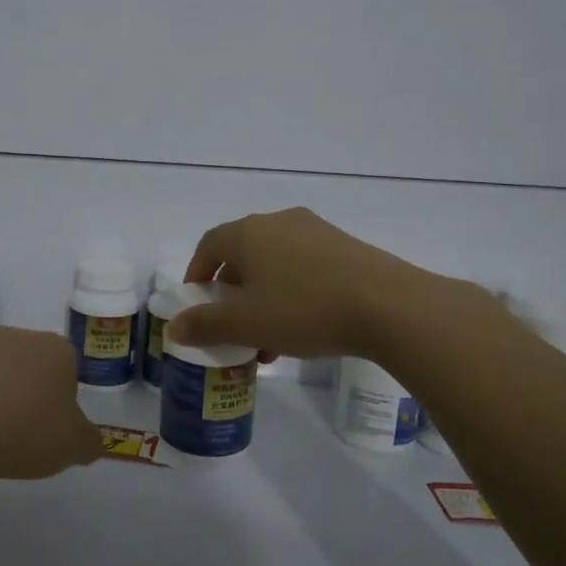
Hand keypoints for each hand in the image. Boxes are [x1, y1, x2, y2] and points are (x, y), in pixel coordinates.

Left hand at [0, 327, 100, 483]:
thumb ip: (89, 442)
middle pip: (25, 359)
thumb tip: (93, 443)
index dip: (61, 394)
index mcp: (53, 349)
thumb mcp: (74, 447)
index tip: (53, 422)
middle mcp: (12, 337)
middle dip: (25, 385)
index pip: (66, 364)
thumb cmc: (27, 433)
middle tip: (21, 426)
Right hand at [171, 207, 486, 359]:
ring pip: (274, 265)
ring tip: (268, 342)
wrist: (390, 305)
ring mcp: (316, 232)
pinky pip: (304, 268)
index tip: (195, 303)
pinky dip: (292, 294)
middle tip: (232, 328)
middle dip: (231, 294)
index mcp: (248, 233)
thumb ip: (205, 324)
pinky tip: (303, 330)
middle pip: (242, 255)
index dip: (196, 273)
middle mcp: (279, 223)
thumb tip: (175, 326)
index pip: (208, 245)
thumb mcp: (246, 324)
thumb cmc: (304, 309)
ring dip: (262, 299)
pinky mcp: (346, 247)